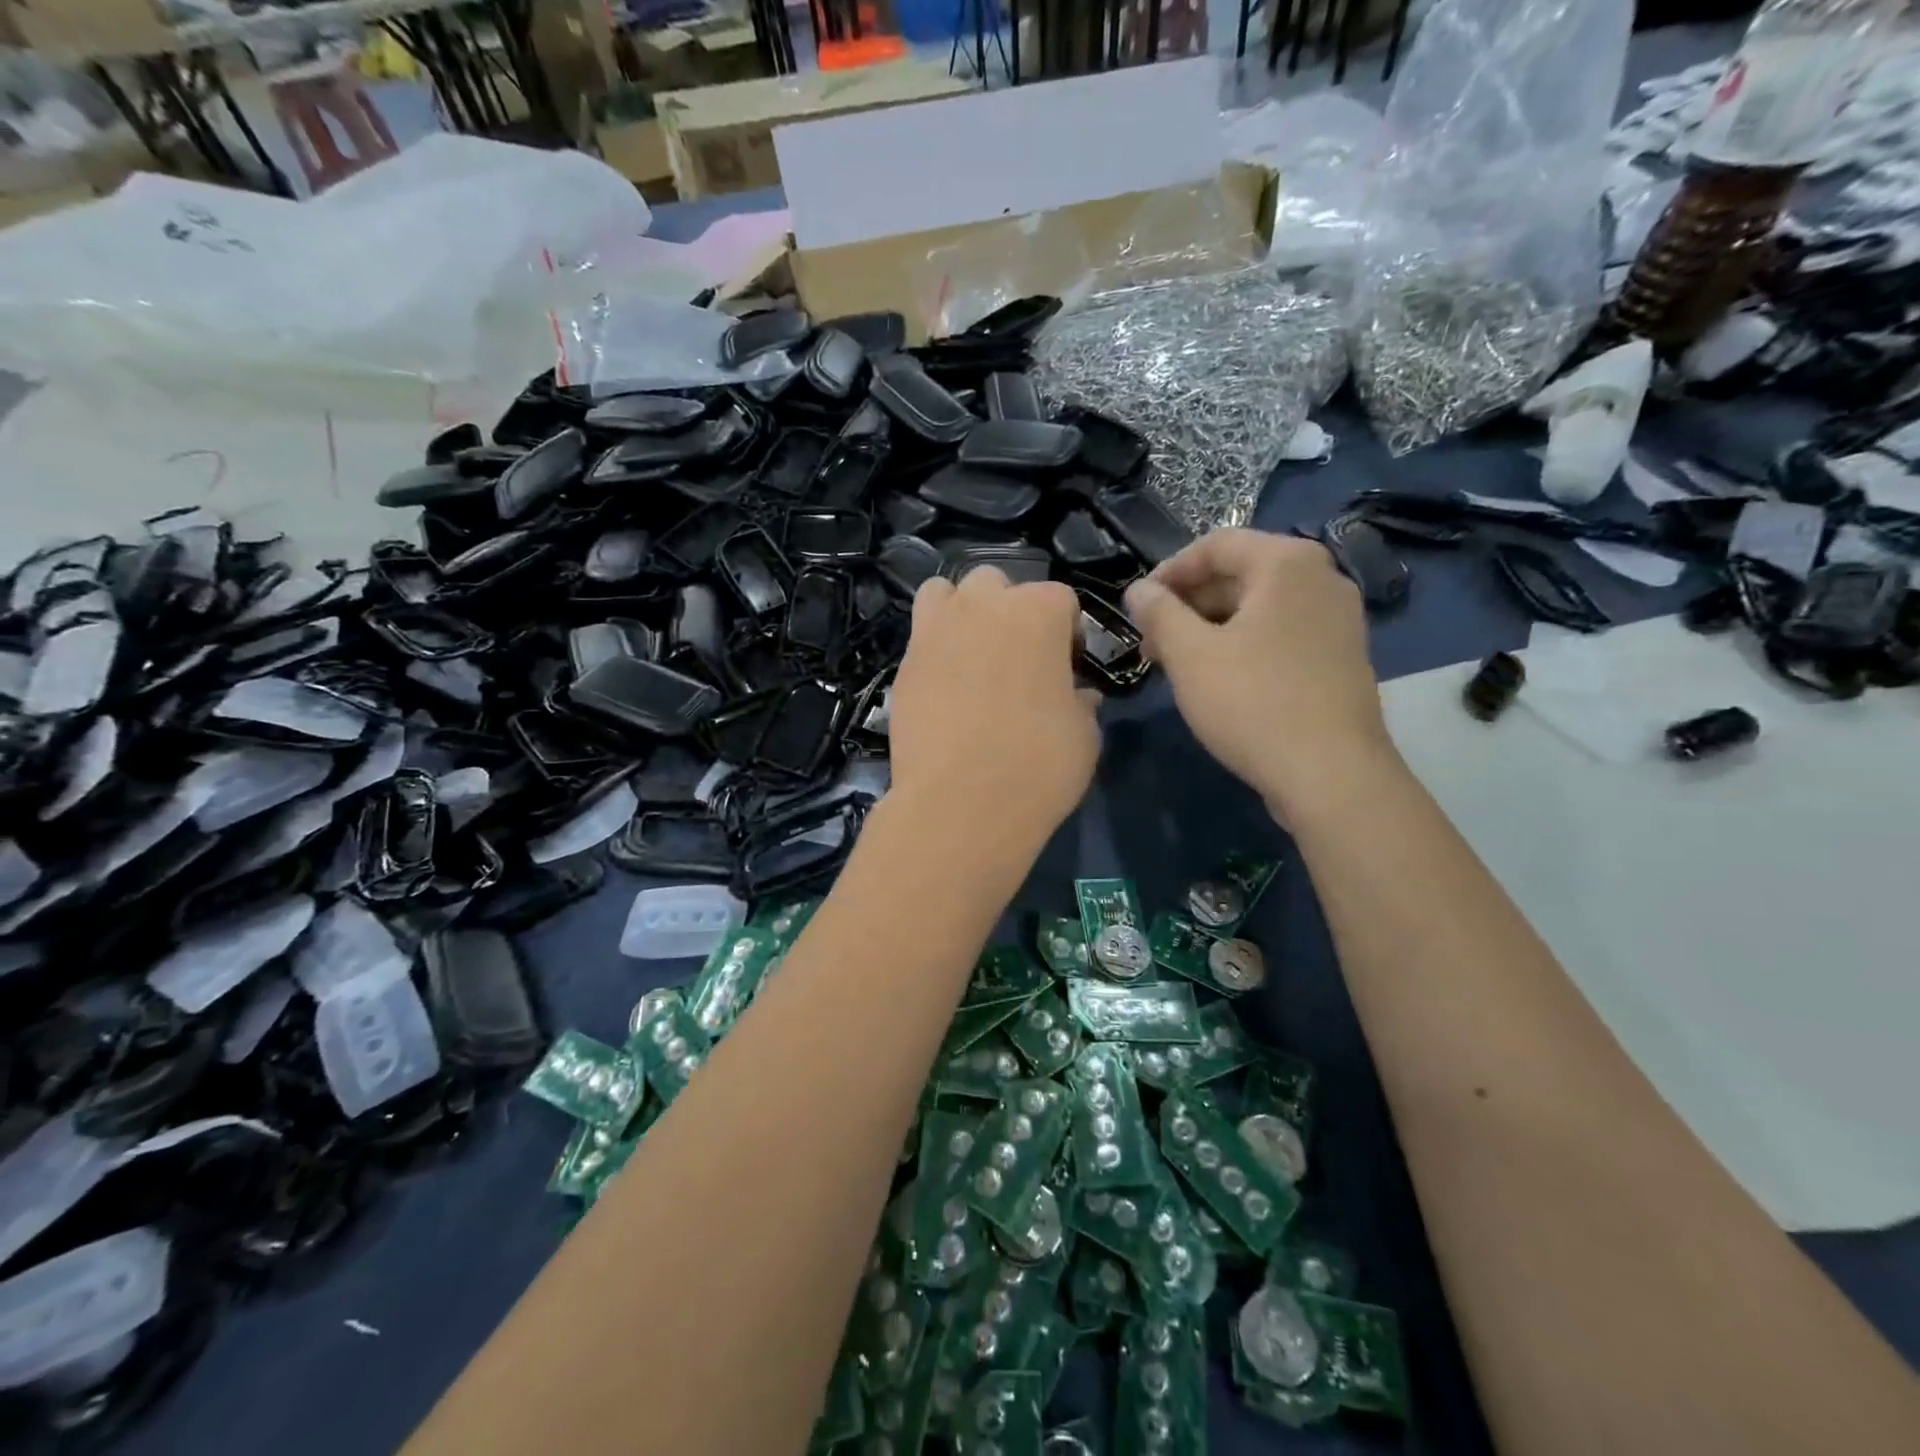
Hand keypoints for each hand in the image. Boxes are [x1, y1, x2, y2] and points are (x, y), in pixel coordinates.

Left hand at [889, 568, 1099, 856]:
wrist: (961, 802)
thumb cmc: (1038, 765)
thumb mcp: (1084, 735)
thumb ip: (1081, 702)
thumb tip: (1079, 695)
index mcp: (1038, 611)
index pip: (1060, 599)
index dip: (1067, 632)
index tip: (1067, 668)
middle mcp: (983, 605)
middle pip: (997, 584)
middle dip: (1009, 610)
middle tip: (1017, 657)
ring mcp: (935, 630)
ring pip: (945, 593)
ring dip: (961, 611)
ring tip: (971, 654)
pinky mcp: (903, 662)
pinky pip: (920, 635)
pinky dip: (934, 647)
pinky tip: (944, 684)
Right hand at [1123, 529, 1396, 825]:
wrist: (1331, 775)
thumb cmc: (1253, 703)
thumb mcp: (1189, 655)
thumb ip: (1158, 612)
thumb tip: (1138, 590)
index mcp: (1287, 563)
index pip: (1215, 545)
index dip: (1168, 571)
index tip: (1137, 607)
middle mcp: (1322, 579)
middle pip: (1239, 573)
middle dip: (1187, 603)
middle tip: (1151, 641)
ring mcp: (1338, 620)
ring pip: (1258, 607)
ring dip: (1210, 627)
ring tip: (1177, 665)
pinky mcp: (1341, 657)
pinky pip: (1280, 634)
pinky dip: (1243, 644)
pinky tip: (1218, 680)